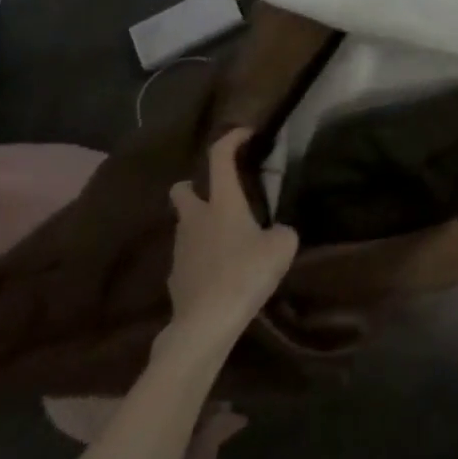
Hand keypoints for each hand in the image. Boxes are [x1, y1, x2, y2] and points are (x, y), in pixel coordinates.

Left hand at [166, 130, 298, 342]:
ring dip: (202, 225)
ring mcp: (180, 249)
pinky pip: (188, 256)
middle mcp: (196, 218)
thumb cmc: (246, 273)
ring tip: (229, 239)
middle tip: (220, 194)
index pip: (219, 157)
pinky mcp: (174, 278)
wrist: (205, 324)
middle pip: (183, 189)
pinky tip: (220, 272)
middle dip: (196, 186)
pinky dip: (201, 256)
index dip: (231, 138)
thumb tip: (275, 232)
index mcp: (222, 202)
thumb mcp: (283, 246)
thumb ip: (281, 231)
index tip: (245, 134)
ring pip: (185, 224)